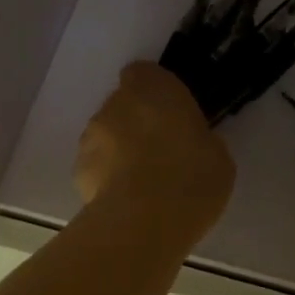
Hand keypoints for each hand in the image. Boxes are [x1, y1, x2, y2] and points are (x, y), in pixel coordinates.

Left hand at [75, 63, 233, 244]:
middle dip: (137, 122)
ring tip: (142, 183)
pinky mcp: (77, 169)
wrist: (145, 220)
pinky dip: (106, 176)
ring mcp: (91, 135)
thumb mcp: (216, 154)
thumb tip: (187, 144)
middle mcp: (116, 103)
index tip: (171, 116)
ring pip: (106, 134)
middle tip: (161, 153)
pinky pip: (95, 165)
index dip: (155, 93)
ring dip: (119, 149)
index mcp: (154, 88)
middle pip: (123, 105)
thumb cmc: (192, 178)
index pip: (145, 74)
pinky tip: (126, 201)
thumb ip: (196, 138)